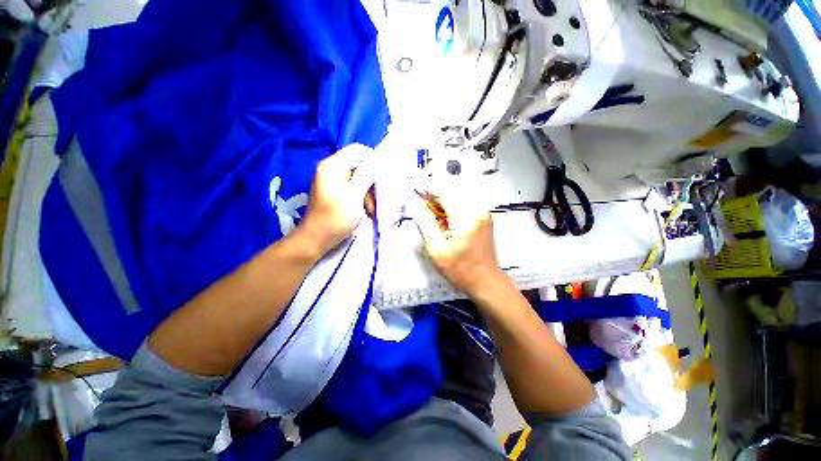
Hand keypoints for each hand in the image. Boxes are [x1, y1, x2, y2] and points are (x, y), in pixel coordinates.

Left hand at [296, 144, 376, 255]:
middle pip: (359, 165)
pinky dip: (362, 197)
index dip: (373, 160)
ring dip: (368, 193)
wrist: (316, 240)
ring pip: (359, 178)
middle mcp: (332, 169)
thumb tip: (377, 161)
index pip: (358, 150)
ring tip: (371, 210)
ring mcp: (333, 181)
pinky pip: (354, 188)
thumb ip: (365, 176)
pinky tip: (366, 210)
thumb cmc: (334, 219)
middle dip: (371, 182)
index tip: (383, 177)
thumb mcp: (353, 197)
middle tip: (376, 200)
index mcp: (332, 166)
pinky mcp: (336, 191)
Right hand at [412, 189, 504, 295]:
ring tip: (432, 215)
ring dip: (443, 204)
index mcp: (466, 218)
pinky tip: (445, 221)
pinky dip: (451, 209)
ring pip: (457, 199)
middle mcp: (477, 210)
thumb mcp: (437, 250)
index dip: (428, 190)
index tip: (415, 188)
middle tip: (422, 206)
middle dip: (435, 197)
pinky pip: (464, 206)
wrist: (486, 281)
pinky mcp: (484, 218)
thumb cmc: (461, 270)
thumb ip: (426, 224)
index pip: (444, 194)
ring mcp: (483, 213)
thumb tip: (417, 206)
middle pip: (451, 193)